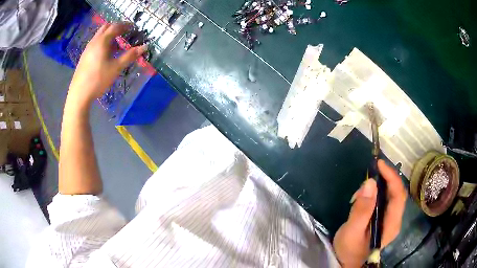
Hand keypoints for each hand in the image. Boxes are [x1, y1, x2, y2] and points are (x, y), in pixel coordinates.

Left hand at [68, 23, 146, 104]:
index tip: (134, 27)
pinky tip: (106, 53)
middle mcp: (94, 41)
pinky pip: (96, 43)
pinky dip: (103, 42)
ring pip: (100, 35)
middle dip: (117, 27)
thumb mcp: (116, 68)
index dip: (126, 25)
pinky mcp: (84, 56)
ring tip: (117, 44)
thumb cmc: (98, 80)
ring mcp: (88, 48)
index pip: (115, 26)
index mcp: (102, 41)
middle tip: (125, 32)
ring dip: (109, 35)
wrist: (79, 94)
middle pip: (106, 27)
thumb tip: (145, 47)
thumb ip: (130, 56)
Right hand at [333, 160, 406, 266]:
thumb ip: (361, 209)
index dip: (391, 177)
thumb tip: (369, 182)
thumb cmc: (350, 249)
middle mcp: (395, 220)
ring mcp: (391, 219)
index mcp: (391, 224)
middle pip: (397, 192)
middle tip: (369, 175)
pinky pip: (385, 200)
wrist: (347, 263)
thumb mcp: (352, 231)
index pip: (398, 195)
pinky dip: (376, 193)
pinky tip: (364, 197)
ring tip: (360, 192)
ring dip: (379, 186)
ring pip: (391, 195)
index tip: (379, 164)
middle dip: (385, 179)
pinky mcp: (385, 219)